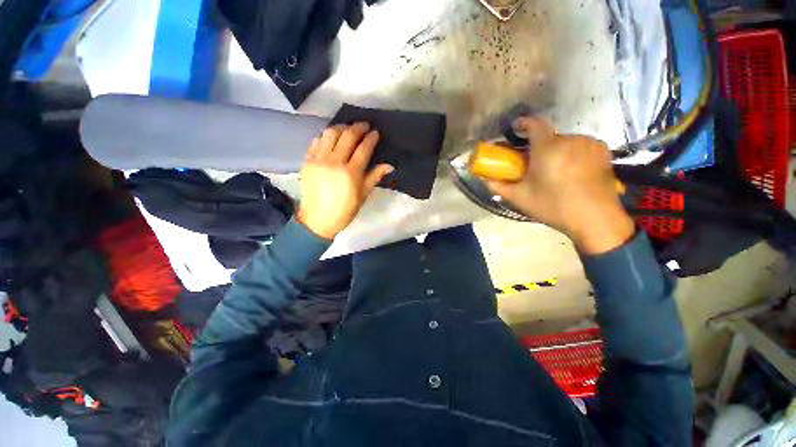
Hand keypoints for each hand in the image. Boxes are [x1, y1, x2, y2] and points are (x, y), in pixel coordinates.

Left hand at [297, 123, 393, 239]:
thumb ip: (374, 177)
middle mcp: (335, 162)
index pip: (363, 148)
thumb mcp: (363, 195)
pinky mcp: (307, 161)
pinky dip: (325, 136)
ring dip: (341, 127)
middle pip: (348, 136)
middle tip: (364, 125)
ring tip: (347, 128)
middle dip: (358, 128)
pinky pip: (316, 141)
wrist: (318, 219)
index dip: (371, 138)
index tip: (375, 132)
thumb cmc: (345, 210)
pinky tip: (331, 138)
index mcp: (351, 173)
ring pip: (330, 134)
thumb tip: (390, 165)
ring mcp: (319, 160)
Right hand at [486, 117, 634, 254]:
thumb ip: (499, 186)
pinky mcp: (603, 151)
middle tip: (534, 163)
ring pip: (566, 142)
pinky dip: (572, 154)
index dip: (524, 123)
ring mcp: (589, 144)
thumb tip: (485, 180)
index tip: (516, 127)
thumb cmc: (553, 206)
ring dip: (556, 151)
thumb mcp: (520, 198)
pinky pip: (581, 146)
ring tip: (554, 171)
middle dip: (539, 146)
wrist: (595, 219)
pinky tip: (572, 171)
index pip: (535, 124)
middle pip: (549, 137)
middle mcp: (570, 139)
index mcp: (548, 147)